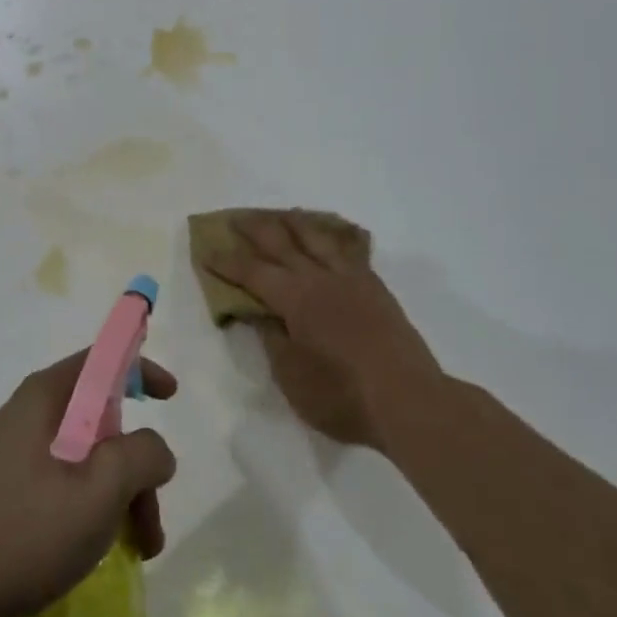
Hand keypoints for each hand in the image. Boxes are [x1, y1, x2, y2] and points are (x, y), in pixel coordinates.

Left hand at [0, 351, 176, 616]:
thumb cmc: (23, 533)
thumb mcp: (97, 492)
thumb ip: (140, 456)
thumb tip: (155, 448)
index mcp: (42, 400)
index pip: (98, 361)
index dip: (138, 369)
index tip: (171, 395)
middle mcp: (25, 418)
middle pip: (98, 422)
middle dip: (135, 465)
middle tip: (152, 518)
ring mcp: (11, 458)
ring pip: (84, 461)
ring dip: (118, 496)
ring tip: (138, 550)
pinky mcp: (3, 496)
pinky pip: (61, 487)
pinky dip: (90, 511)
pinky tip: (99, 553)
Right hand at [205, 211, 443, 448]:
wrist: (410, 401)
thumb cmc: (342, 396)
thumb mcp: (291, 376)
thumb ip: (271, 338)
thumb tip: (257, 312)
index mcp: (295, 298)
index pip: (252, 272)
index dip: (227, 261)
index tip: (206, 250)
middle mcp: (321, 278)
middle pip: (282, 243)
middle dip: (256, 229)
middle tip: (236, 218)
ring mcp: (352, 280)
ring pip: (319, 238)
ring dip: (296, 223)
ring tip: (283, 214)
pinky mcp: (377, 289)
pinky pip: (350, 251)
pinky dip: (334, 237)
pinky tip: (332, 238)